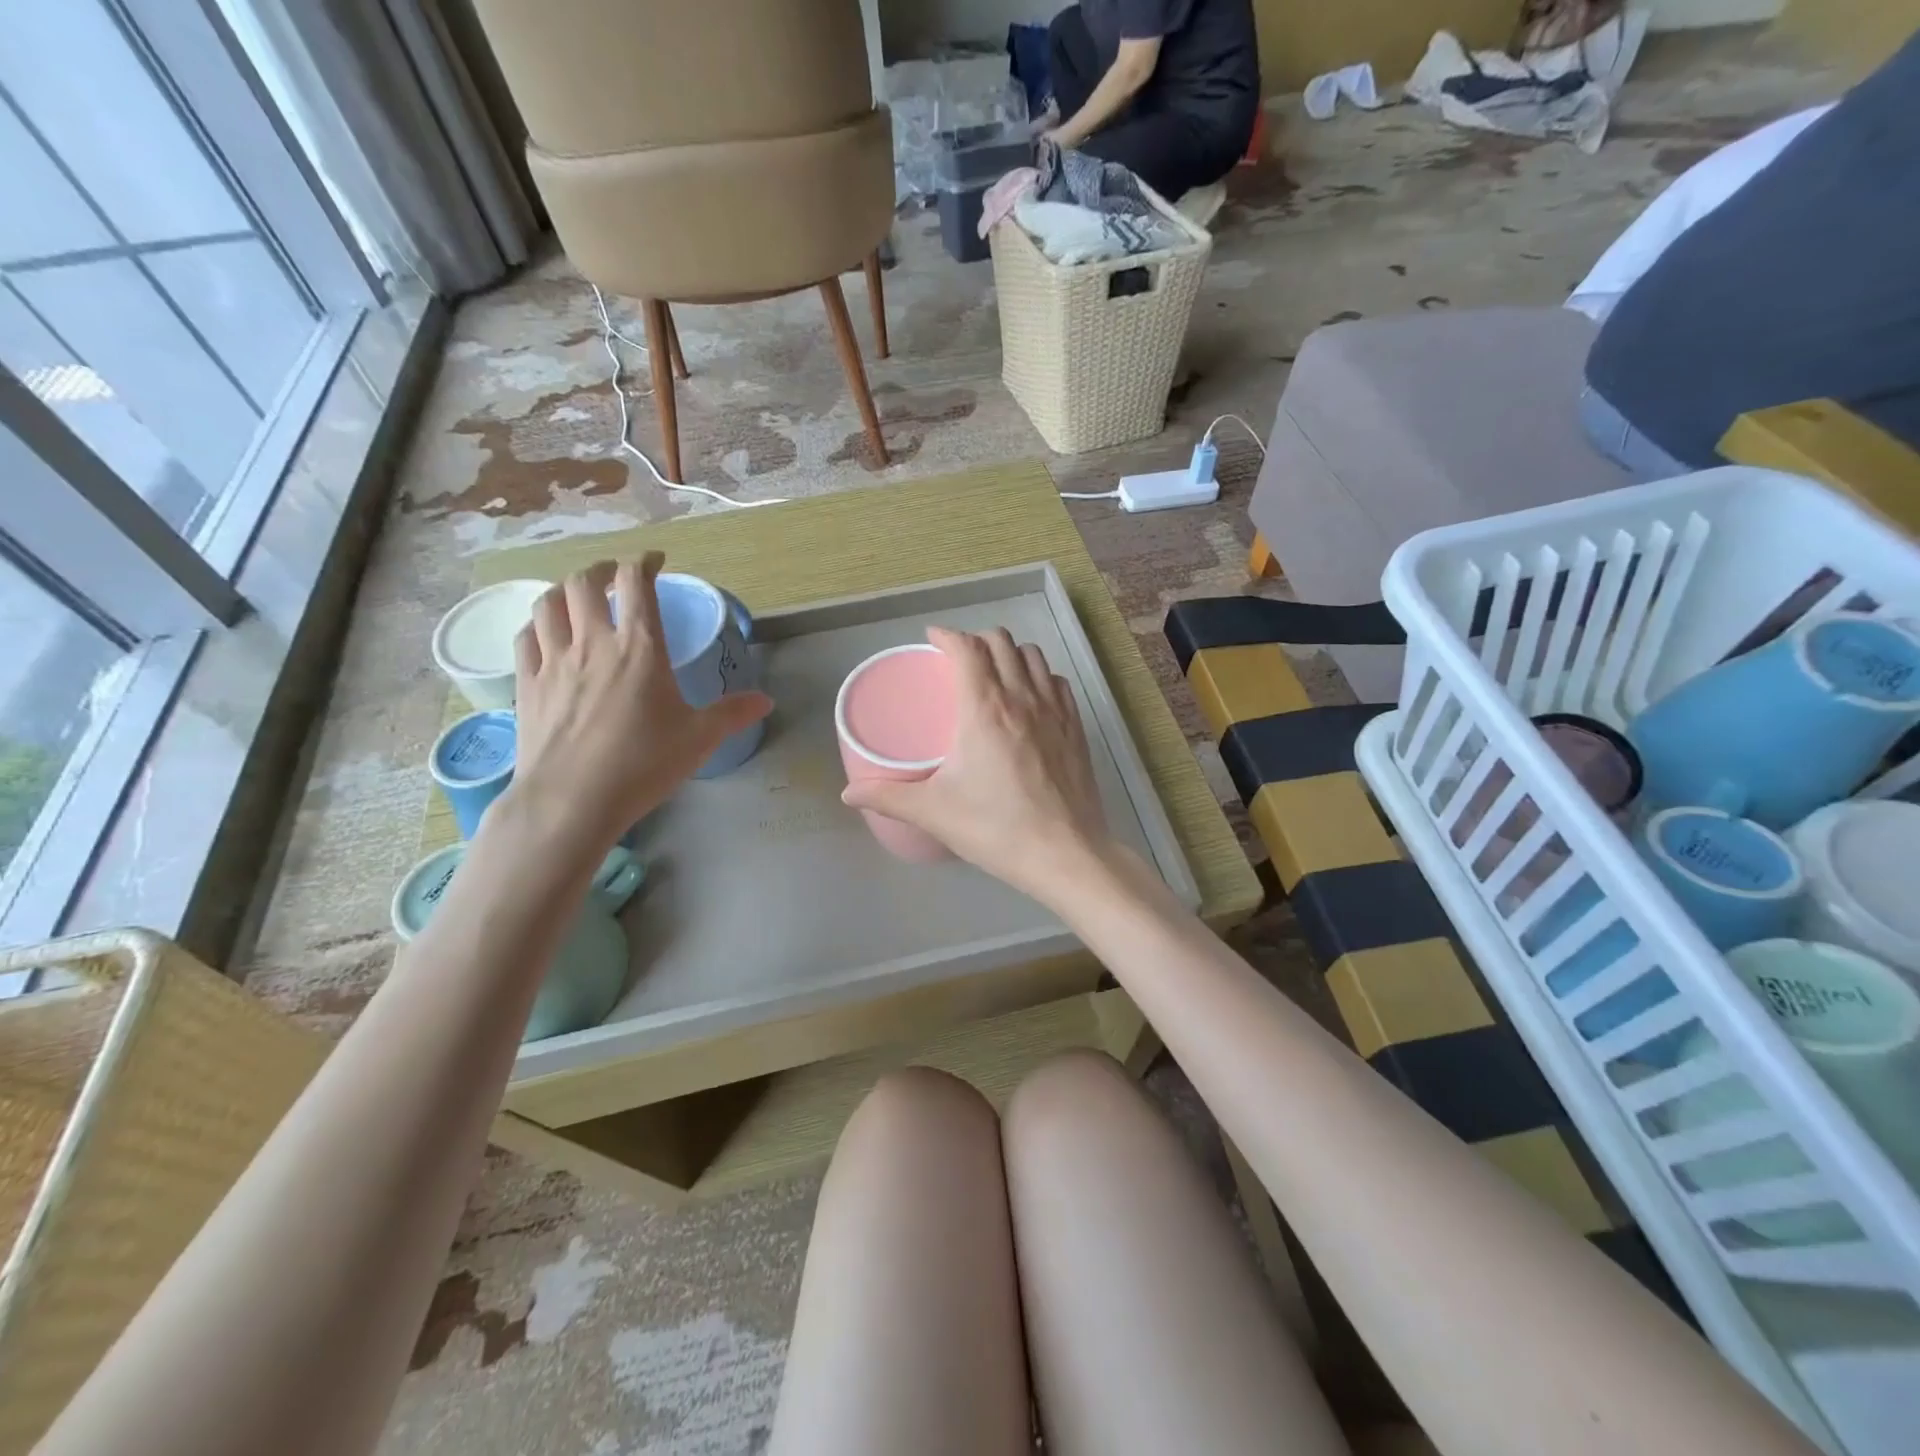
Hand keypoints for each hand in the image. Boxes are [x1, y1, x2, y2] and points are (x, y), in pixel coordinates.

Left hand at [508, 554, 772, 854]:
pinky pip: (525, 637)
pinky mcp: (526, 684)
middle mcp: (592, 643)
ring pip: (548, 603)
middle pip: (584, 582)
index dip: (644, 562)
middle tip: (615, 577)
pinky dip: (538, 624)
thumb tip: (766, 701)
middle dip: (601, 570)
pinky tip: (546, 633)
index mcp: (639, 648)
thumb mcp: (699, 739)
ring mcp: (553, 662)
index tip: (654, 561)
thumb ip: (732, 713)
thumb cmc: (643, 764)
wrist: (572, 800)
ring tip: (578, 596)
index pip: (637, 584)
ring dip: (564, 590)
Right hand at [841, 627, 1110, 901]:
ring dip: (1010, 653)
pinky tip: (1031, 697)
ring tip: (994, 672)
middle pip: (1000, 642)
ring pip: (1033, 656)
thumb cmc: (995, 828)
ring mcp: (1055, 710)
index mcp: (984, 708)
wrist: (1064, 854)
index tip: (932, 640)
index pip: (966, 649)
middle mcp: (1022, 697)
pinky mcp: (1076, 727)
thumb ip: (888, 797)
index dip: (947, 636)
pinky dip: (1040, 676)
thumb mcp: (934, 812)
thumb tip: (848, 793)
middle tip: (958, 658)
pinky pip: (1057, 682)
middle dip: (976, 640)